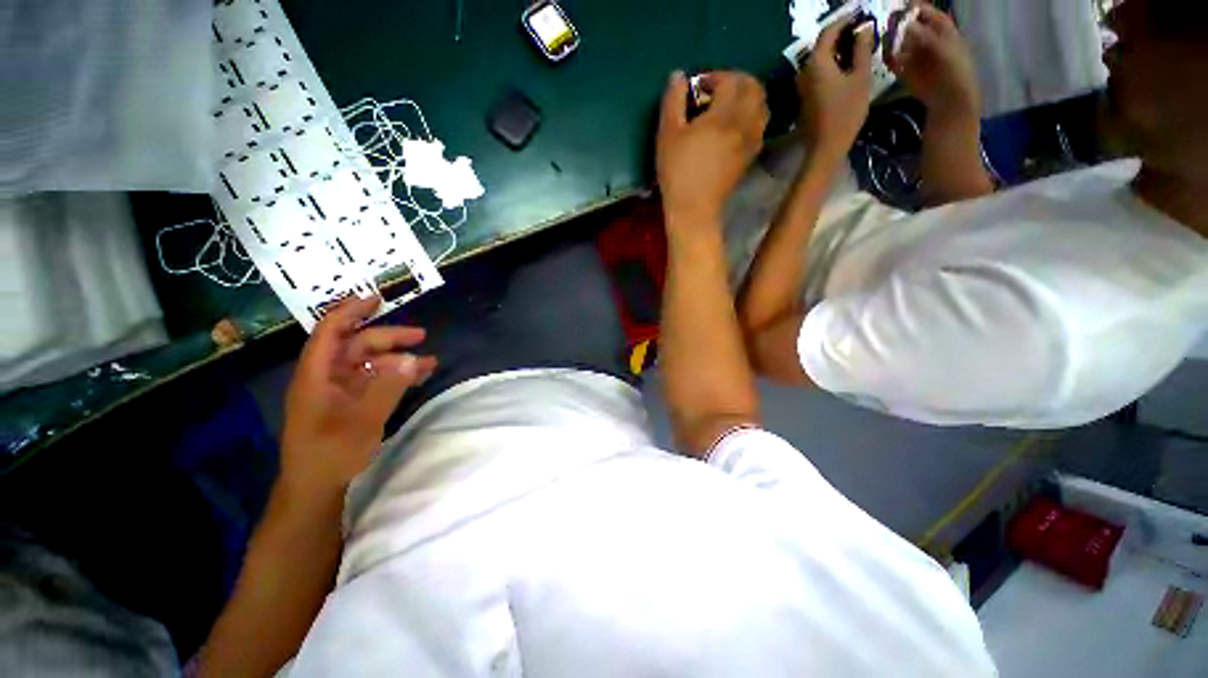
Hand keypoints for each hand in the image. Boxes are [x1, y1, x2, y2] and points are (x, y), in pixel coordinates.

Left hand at [281, 296, 435, 495]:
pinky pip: (377, 381)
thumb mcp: (362, 421)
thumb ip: (387, 387)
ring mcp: (340, 392)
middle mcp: (328, 378)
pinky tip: (419, 376)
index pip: (331, 332)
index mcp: (317, 375)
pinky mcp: (352, 404)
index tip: (376, 299)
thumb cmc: (330, 454)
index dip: (350, 312)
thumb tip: (412, 358)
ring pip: (371, 364)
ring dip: (398, 358)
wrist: (316, 489)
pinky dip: (397, 376)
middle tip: (421, 336)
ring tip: (429, 361)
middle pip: (358, 346)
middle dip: (388, 338)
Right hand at [657, 70, 768, 224]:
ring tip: (728, 106)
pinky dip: (752, 116)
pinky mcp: (751, 156)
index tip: (698, 88)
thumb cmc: (677, 172)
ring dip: (748, 97)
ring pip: (762, 106)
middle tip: (717, 91)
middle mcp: (745, 123)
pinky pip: (761, 125)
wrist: (694, 208)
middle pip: (754, 87)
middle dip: (737, 81)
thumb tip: (679, 75)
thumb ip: (673, 100)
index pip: (730, 79)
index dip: (714, 77)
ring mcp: (751, 140)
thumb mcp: (668, 134)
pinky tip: (735, 126)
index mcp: (725, 115)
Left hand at [798, 18, 874, 159]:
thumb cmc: (846, 112)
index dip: (846, 20)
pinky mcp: (805, 96)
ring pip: (820, 59)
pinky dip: (832, 64)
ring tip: (860, 46)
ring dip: (838, 50)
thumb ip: (861, 49)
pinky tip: (848, 66)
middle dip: (843, 34)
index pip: (829, 31)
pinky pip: (818, 72)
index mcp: (816, 62)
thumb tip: (863, 28)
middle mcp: (804, 71)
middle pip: (823, 44)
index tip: (861, 15)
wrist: (825, 146)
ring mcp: (802, 85)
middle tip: (863, 30)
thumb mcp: (860, 77)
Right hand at [887, 3, 980, 121]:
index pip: (922, 10)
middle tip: (880, 22)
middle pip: (907, 25)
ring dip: (888, 39)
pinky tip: (881, 55)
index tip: (893, 6)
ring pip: (898, 41)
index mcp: (939, 26)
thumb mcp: (942, 48)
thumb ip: (922, 35)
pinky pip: (892, 60)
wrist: (949, 99)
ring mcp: (913, 54)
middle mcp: (924, 37)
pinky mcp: (904, 70)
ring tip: (877, 38)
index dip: (910, 7)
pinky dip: (886, 57)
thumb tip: (902, 23)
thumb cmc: (954, 70)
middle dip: (895, 22)